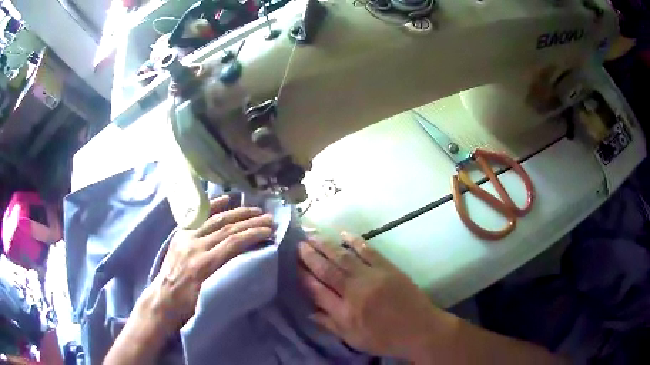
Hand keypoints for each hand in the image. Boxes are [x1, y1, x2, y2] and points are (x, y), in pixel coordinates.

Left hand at [138, 195, 272, 332]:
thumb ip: (228, 276)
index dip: (253, 234)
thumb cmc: (189, 304)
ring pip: (215, 220)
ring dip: (237, 213)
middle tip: (268, 218)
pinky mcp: (181, 234)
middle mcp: (195, 246)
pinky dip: (212, 207)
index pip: (233, 242)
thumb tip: (250, 263)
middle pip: (227, 228)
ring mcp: (187, 237)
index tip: (269, 230)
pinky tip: (225, 199)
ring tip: (254, 210)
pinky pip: (198, 217)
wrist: (164, 298)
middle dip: (250, 221)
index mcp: (204, 264)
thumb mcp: (211, 295)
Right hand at [298, 233, 446, 360]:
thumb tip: (309, 312)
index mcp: (345, 312)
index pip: (317, 290)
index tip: (292, 264)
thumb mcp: (354, 339)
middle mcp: (355, 292)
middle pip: (327, 270)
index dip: (303, 276)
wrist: (420, 330)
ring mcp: (372, 277)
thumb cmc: (386, 339)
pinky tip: (343, 234)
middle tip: (298, 244)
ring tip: (312, 236)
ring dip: (326, 245)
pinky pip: (368, 251)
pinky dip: (355, 241)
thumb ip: (330, 325)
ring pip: (343, 257)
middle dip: (310, 256)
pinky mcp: (388, 268)